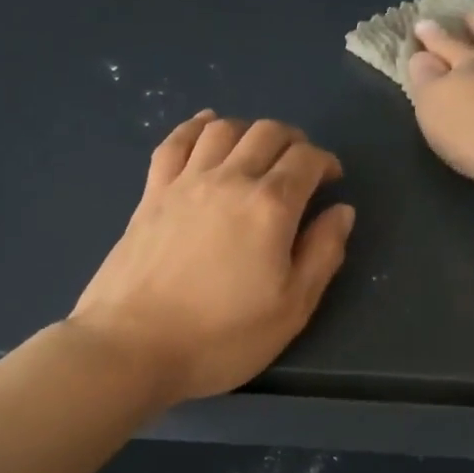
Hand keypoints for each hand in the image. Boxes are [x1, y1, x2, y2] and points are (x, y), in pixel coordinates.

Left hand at [70, 112, 355, 406]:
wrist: (132, 347)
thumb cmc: (221, 336)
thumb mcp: (291, 308)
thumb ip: (323, 253)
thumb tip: (341, 211)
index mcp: (270, 206)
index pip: (307, 159)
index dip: (326, 162)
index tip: (331, 181)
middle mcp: (230, 179)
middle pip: (268, 132)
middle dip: (294, 141)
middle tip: (300, 166)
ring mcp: (185, 182)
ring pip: (224, 128)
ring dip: (250, 130)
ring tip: (258, 152)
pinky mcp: (152, 193)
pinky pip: (176, 141)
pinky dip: (196, 126)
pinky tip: (207, 125)